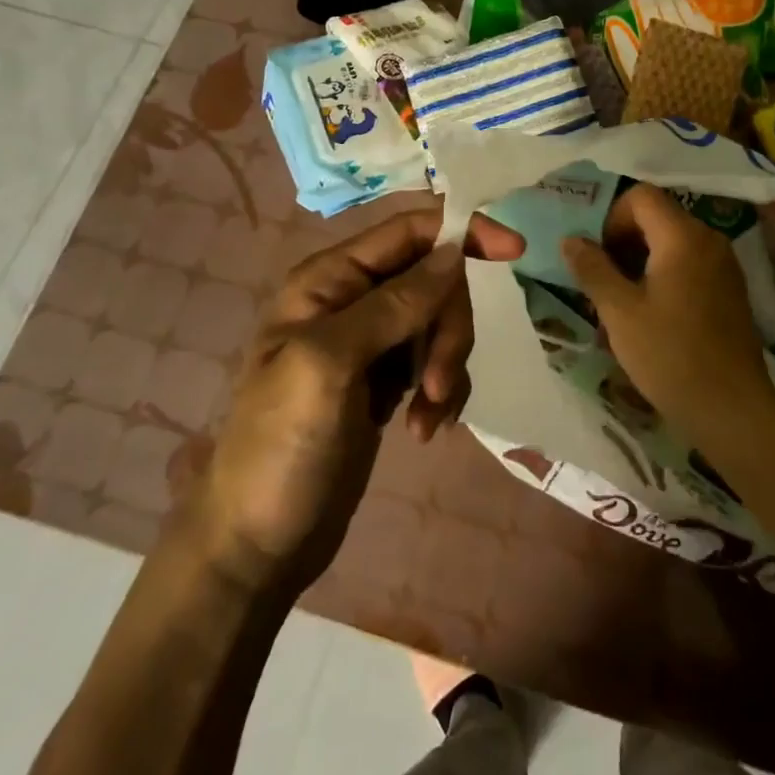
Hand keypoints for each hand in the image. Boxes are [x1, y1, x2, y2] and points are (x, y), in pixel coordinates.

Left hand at [193, 209, 522, 596]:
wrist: (259, 544)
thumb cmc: (280, 445)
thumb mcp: (330, 364)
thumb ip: (394, 303)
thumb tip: (453, 251)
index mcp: (330, 279)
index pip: (410, 230)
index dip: (463, 231)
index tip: (515, 251)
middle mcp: (353, 299)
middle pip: (435, 280)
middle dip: (449, 328)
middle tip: (438, 383)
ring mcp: (371, 343)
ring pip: (441, 322)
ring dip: (447, 367)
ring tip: (427, 418)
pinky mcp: (386, 381)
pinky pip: (437, 363)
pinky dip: (442, 392)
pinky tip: (423, 430)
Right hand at [563, 184, 774, 437]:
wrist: (732, 409)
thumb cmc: (670, 356)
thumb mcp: (620, 312)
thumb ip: (592, 268)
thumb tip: (571, 239)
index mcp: (683, 237)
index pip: (641, 196)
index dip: (611, 216)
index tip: (596, 254)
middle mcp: (708, 239)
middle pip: (658, 216)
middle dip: (623, 239)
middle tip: (601, 277)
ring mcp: (724, 264)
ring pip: (672, 240)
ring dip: (641, 258)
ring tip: (620, 298)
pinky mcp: (729, 288)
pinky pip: (689, 262)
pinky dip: (663, 273)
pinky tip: (650, 312)